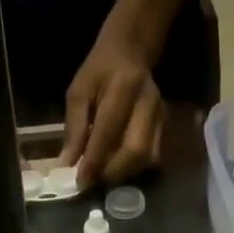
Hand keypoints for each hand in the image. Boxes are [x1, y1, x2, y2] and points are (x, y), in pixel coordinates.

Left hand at [62, 32, 164, 187]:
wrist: (131, 50)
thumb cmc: (100, 71)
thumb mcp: (79, 92)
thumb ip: (74, 128)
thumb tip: (68, 164)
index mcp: (123, 88)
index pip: (108, 132)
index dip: (94, 161)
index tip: (81, 182)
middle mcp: (147, 103)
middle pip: (135, 150)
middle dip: (112, 172)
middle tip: (93, 181)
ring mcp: (160, 115)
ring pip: (146, 157)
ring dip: (123, 173)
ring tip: (103, 176)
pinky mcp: (165, 125)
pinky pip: (152, 156)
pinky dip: (133, 168)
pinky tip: (118, 167)